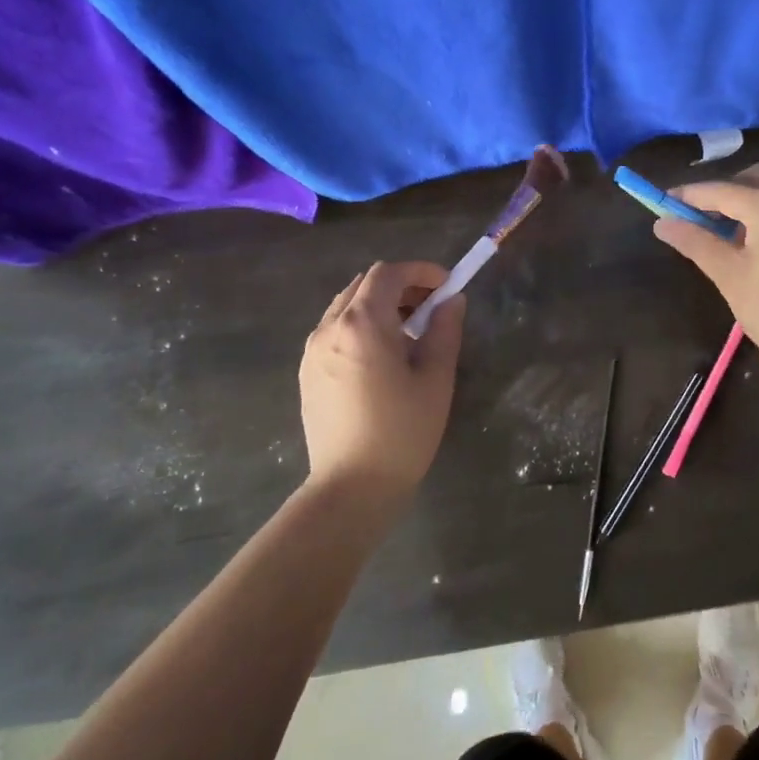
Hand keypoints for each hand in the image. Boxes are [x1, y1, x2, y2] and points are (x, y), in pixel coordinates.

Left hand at [298, 261, 466, 500]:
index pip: (388, 273)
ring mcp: (312, 350)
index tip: (446, 286)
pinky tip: (382, 356)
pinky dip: (360, 325)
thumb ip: (445, 330)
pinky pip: (334, 329)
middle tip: (432, 308)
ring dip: (380, 305)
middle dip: (401, 285)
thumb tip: (452, 301)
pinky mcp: (307, 371)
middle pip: (365, 285)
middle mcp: (330, 328)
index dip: (420, 271)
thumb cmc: (402, 432)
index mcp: (362, 324)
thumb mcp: (435, 378)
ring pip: (347, 306)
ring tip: (409, 333)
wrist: (351, 488)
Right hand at [652, 164, 758, 366]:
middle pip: (753, 180)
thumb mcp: (729, 274)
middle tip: (698, 218)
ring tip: (730, 234)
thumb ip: (695, 241)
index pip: (720, 189)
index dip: (688, 195)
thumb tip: (663, 223)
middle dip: (723, 193)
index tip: (664, 202)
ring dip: (750, 202)